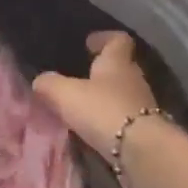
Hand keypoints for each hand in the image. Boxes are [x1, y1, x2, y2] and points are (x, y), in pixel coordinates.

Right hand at [32, 31, 159, 155]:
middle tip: (82, 77)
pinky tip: (97, 129)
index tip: (90, 43)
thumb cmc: (103, 110)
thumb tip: (41, 81)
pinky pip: (127, 117)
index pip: (118, 40)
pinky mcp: (146, 129)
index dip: (104, 38)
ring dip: (107, 97)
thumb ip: (51, 85)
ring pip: (124, 93)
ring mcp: (144, 104)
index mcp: (117, 62)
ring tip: (86, 106)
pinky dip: (112, 119)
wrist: (141, 149)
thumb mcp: (67, 95)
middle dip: (103, 70)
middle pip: (122, 67)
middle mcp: (134, 78)